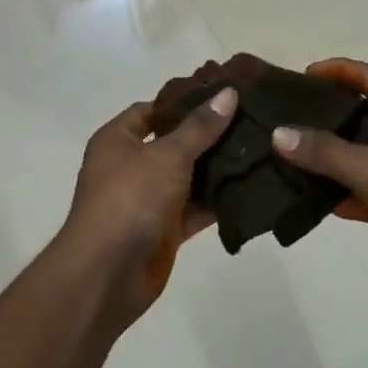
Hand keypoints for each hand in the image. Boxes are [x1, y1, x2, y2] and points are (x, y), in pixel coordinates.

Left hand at [57, 86, 238, 326]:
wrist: (107, 274)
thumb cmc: (130, 199)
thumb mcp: (167, 155)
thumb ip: (200, 127)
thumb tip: (229, 93)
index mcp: (118, 139)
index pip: (153, 109)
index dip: (185, 101)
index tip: (223, 96)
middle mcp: (131, 166)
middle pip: (175, 142)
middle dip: (210, 135)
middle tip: (252, 120)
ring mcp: (148, 200)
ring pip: (189, 177)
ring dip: (218, 168)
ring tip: (261, 149)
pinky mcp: (165, 230)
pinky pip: (196, 209)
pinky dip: (218, 201)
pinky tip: (252, 188)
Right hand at [272, 59, 367, 304]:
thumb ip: (325, 152)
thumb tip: (280, 133)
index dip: (337, 70)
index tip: (303, 75)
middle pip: (367, 112)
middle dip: (331, 113)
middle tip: (293, 117)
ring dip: (336, 155)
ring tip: (297, 156)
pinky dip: (350, 190)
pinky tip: (320, 200)